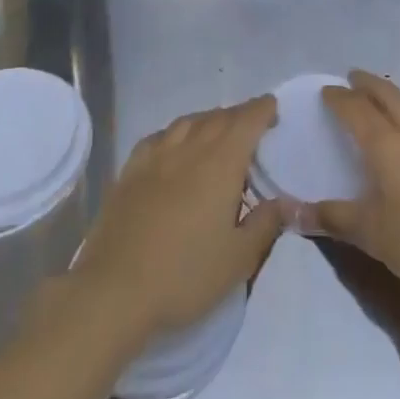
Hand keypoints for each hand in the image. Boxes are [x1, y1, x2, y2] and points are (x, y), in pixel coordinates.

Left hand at [72, 96, 285, 348]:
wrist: (114, 289)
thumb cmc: (185, 274)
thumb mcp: (238, 259)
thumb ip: (265, 224)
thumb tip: (285, 202)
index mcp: (221, 163)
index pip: (247, 121)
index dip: (262, 110)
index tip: (273, 109)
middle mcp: (189, 149)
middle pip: (218, 118)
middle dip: (239, 115)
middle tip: (252, 125)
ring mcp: (155, 157)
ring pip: (188, 122)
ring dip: (208, 120)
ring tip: (217, 132)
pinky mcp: (129, 171)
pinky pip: (158, 137)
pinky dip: (175, 134)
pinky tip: (174, 147)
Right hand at [311, 71, 399, 310]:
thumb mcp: (371, 235)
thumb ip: (332, 218)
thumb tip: (291, 213)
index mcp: (387, 145)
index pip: (356, 110)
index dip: (339, 98)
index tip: (326, 91)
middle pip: (389, 95)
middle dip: (368, 84)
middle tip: (353, 78)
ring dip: (397, 94)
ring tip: (387, 97)